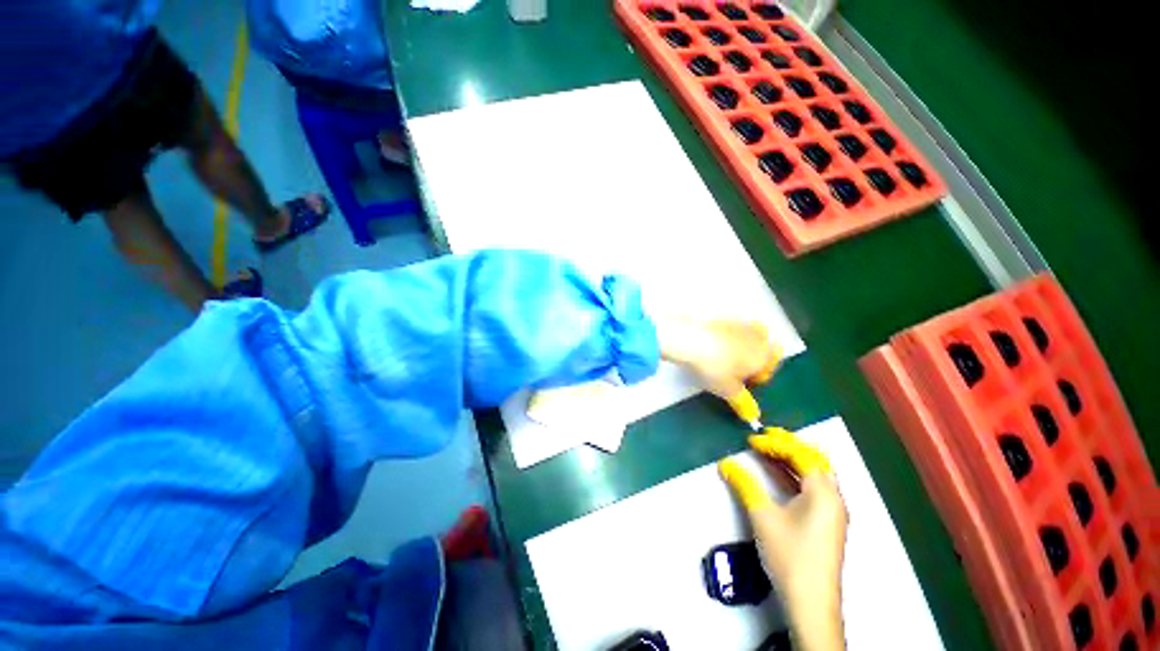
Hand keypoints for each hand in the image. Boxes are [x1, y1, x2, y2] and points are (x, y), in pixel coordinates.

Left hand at [657, 318, 780, 399]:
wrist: (689, 338)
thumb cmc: (714, 366)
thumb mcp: (728, 389)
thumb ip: (743, 403)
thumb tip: (753, 416)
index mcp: (766, 354)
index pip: (771, 367)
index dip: (758, 377)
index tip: (743, 383)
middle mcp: (758, 335)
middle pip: (762, 348)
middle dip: (752, 359)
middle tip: (733, 370)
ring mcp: (740, 322)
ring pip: (747, 336)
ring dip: (739, 347)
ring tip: (720, 358)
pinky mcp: (721, 316)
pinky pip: (729, 328)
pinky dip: (724, 337)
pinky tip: (708, 345)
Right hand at [719, 429, 848, 650]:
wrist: (811, 603)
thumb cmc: (790, 556)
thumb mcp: (762, 516)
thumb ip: (744, 485)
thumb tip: (725, 463)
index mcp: (823, 492)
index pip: (800, 454)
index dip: (774, 443)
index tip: (750, 440)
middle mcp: (834, 498)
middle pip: (814, 460)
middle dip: (788, 444)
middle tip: (764, 437)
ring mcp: (833, 512)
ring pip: (815, 474)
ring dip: (792, 459)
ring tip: (768, 451)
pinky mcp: (827, 523)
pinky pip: (813, 488)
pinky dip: (795, 475)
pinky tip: (778, 475)